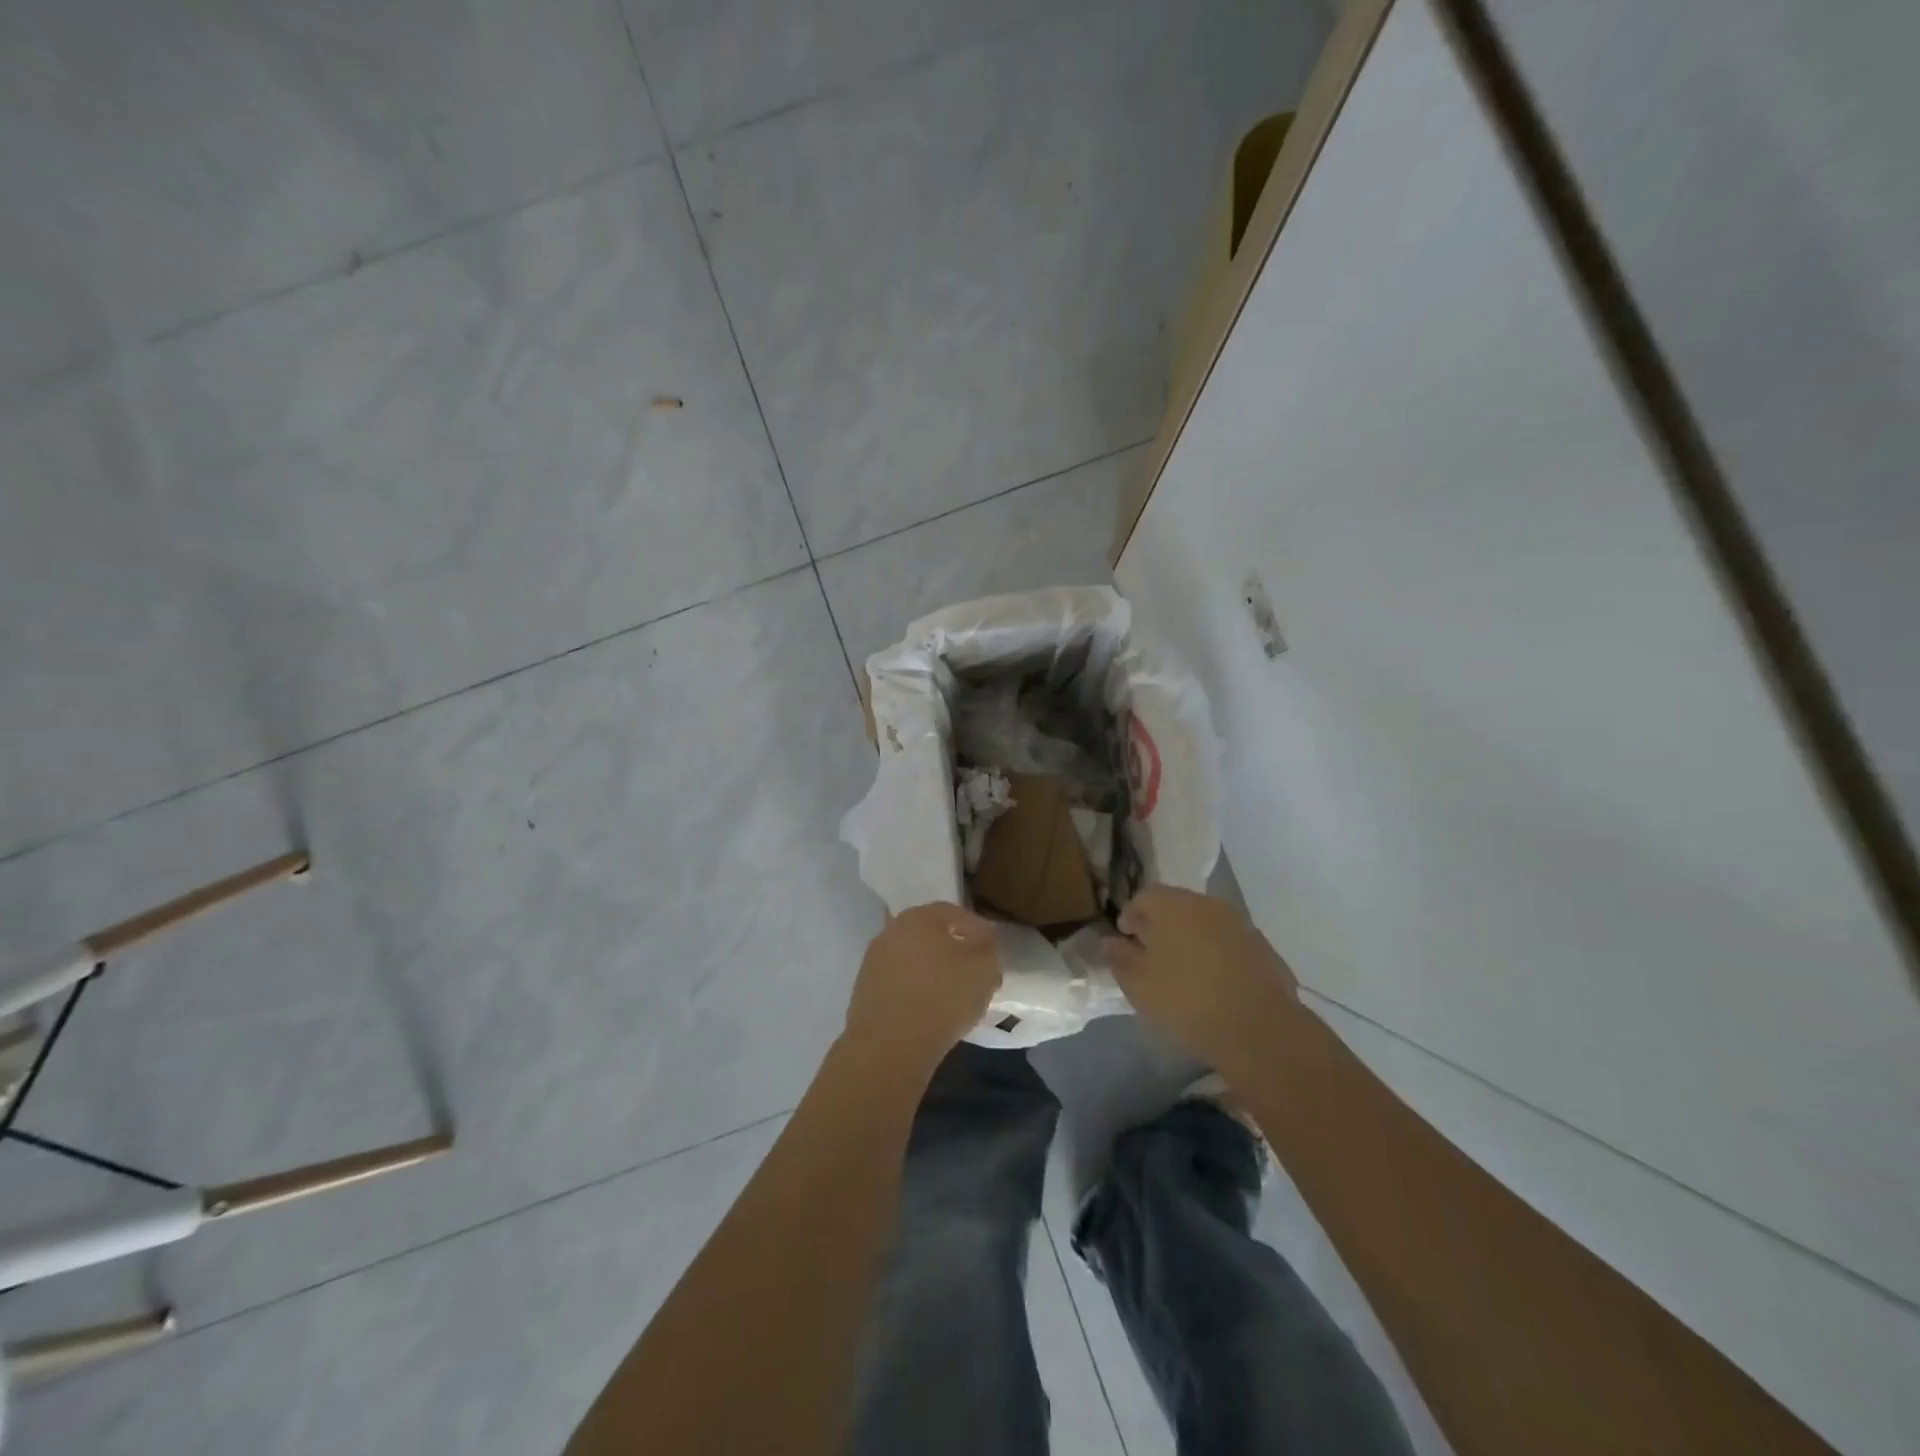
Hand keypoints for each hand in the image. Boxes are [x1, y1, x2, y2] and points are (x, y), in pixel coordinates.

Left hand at [843, 903, 1000, 1078]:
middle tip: (974, 972)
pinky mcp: (864, 990)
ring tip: (954, 995)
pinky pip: (900, 981)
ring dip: (933, 970)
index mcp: (919, 917)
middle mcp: (892, 930)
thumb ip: (988, 948)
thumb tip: (982, 940)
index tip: (992, 951)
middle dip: (954, 950)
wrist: (888, 1046)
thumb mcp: (984, 969)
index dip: (978, 930)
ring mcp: (874, 960)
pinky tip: (930, 1010)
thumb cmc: (942, 998)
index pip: (955, 913)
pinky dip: (916, 989)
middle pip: (931, 935)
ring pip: (914, 959)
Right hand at [1103, 887, 1298, 1074]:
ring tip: (1183, 972)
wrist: (1260, 1030)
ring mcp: (1240, 924)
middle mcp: (1207, 904)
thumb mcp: (1139, 985)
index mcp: (1173, 905)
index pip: (1144, 896)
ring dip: (1190, 939)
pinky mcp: (1263, 948)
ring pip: (1205, 923)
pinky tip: (1214, 983)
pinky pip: (1229, 942)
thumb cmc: (1187, 1001)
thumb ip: (1120, 958)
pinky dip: (1216, 954)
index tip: (1125, 940)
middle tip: (1151, 955)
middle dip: (1161, 925)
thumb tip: (1109, 941)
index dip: (1130, 916)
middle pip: (1176, 906)